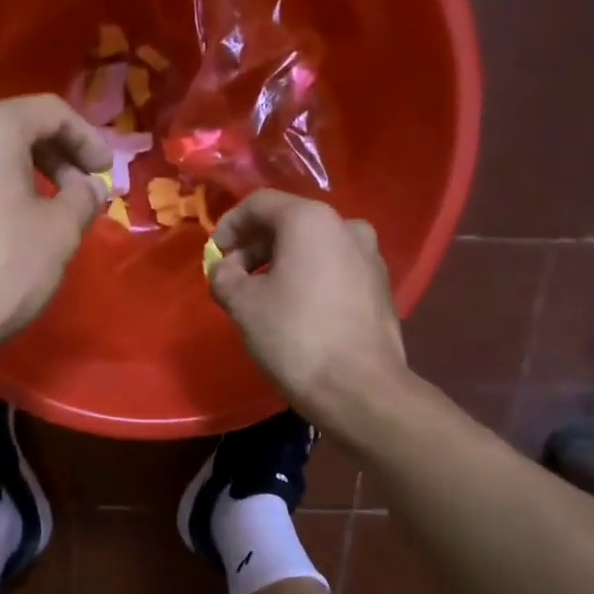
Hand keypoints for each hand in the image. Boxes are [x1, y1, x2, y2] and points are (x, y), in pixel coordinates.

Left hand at [0, 95, 111, 365]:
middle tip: (81, 194)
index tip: (105, 174)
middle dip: (56, 158)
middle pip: (15, 128)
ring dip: (23, 177)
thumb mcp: (59, 233)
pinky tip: (6, 229)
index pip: (51, 112)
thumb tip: (89, 186)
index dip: (88, 140)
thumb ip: (82, 199)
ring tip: (47, 213)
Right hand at [207, 191, 410, 430]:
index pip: (260, 204)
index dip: (228, 226)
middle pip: (289, 223)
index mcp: (311, 220)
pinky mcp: (380, 287)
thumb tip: (224, 269)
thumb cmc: (295, 337)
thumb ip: (223, 276)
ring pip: (313, 248)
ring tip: (260, 298)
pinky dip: (307, 279)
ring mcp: (370, 257)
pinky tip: (294, 311)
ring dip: (280, 264)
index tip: (213, 256)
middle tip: (232, 279)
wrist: (359, 389)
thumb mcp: (242, 304)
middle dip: (254, 247)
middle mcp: (347, 227)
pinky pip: (333, 269)